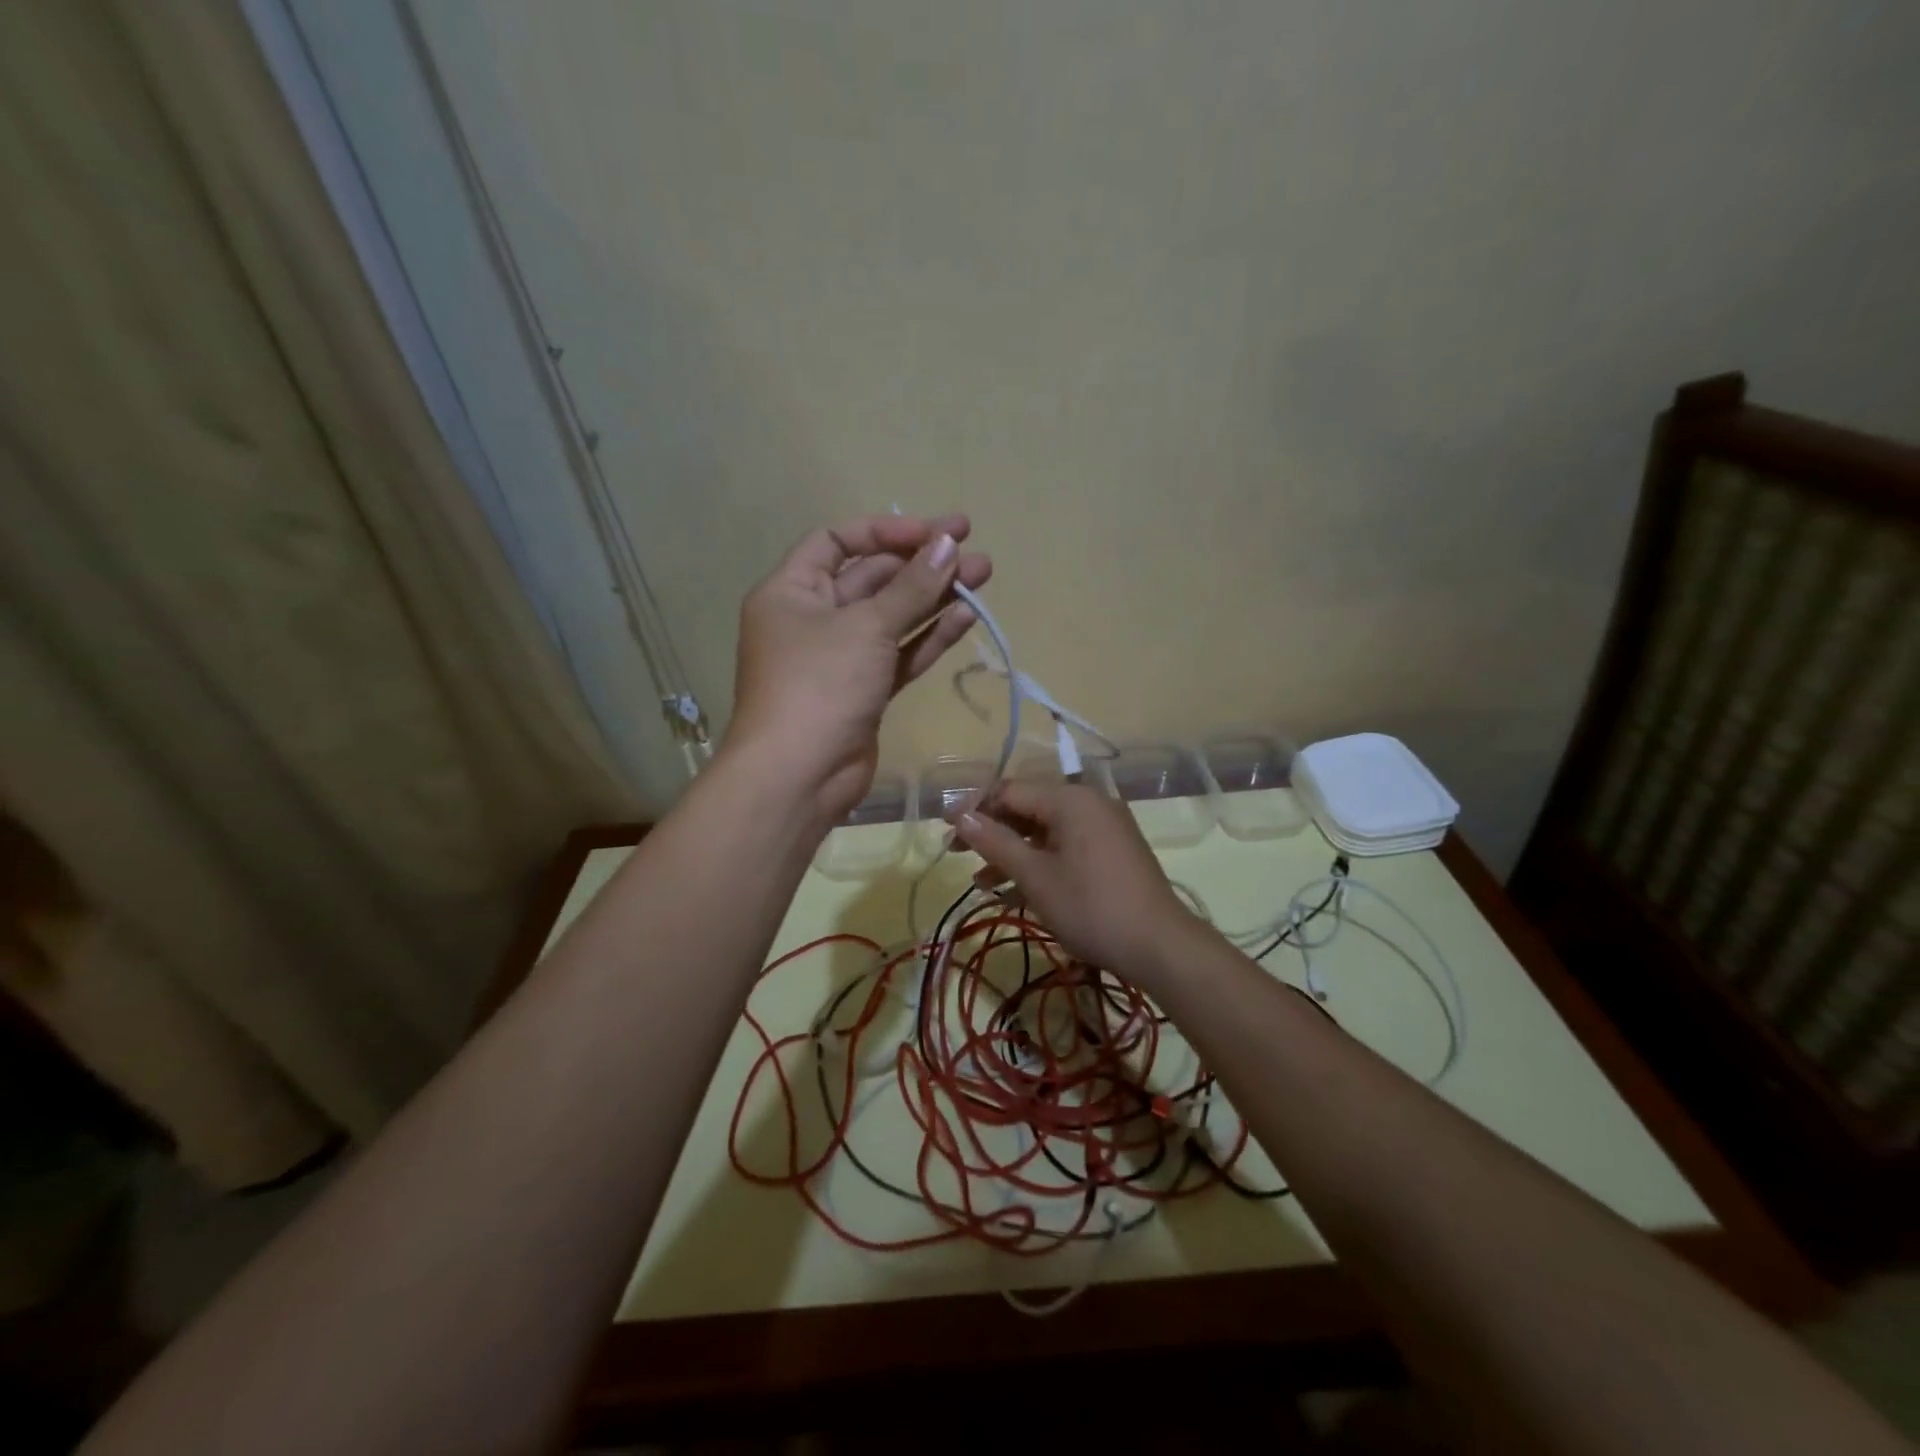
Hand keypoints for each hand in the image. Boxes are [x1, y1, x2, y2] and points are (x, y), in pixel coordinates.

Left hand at [726, 513, 991, 825]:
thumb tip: (948, 544)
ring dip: (934, 598)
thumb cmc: (819, 685)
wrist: (799, 777)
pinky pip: (898, 655)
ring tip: (983, 577)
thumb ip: (911, 587)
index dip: (885, 531)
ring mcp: (840, 658)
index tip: (933, 532)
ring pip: (892, 618)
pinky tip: (965, 617)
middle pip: (872, 579)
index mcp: (792, 591)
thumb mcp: (866, 627)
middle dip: (922, 565)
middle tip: (973, 552)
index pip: (837, 541)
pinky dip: (928, 637)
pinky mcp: (863, 691)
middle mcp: (812, 619)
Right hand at [950, 780, 1201, 985]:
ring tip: (983, 883)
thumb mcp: (1035, 876)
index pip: (1009, 791)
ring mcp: (1105, 826)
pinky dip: (1041, 862)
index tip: (946, 831)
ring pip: (1046, 830)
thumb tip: (960, 817)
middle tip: (958, 855)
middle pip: (1028, 808)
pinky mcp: (1113, 850)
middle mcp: (1089, 802)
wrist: (1159, 945)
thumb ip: (995, 842)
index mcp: (1070, 799)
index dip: (974, 809)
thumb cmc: (1090, 907)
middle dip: (992, 833)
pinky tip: (1017, 891)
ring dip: (1013, 853)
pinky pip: (1067, 845)